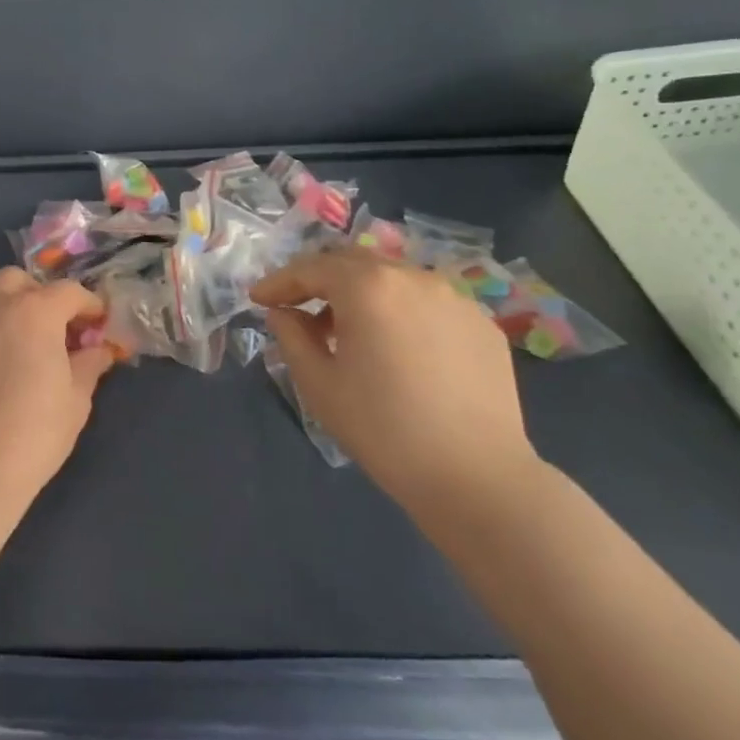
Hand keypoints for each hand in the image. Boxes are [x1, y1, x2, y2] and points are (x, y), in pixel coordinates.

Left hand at [0, 268, 114, 507]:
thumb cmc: (33, 432)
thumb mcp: (76, 400)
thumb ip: (88, 366)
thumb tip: (98, 351)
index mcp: (36, 312)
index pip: (69, 291)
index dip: (88, 304)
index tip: (96, 322)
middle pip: (17, 280)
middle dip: (36, 295)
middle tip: (48, 327)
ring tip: (6, 332)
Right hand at [250, 248, 539, 517]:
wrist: (476, 476)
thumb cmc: (383, 429)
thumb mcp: (319, 384)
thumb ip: (292, 337)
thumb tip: (283, 313)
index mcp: (368, 287)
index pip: (312, 268)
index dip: (280, 281)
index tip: (258, 299)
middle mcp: (413, 277)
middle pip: (354, 262)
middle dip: (320, 280)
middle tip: (299, 308)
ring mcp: (455, 298)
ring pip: (394, 279)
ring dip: (362, 294)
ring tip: (348, 331)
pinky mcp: (481, 324)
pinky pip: (428, 303)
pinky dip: (400, 312)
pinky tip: (396, 349)